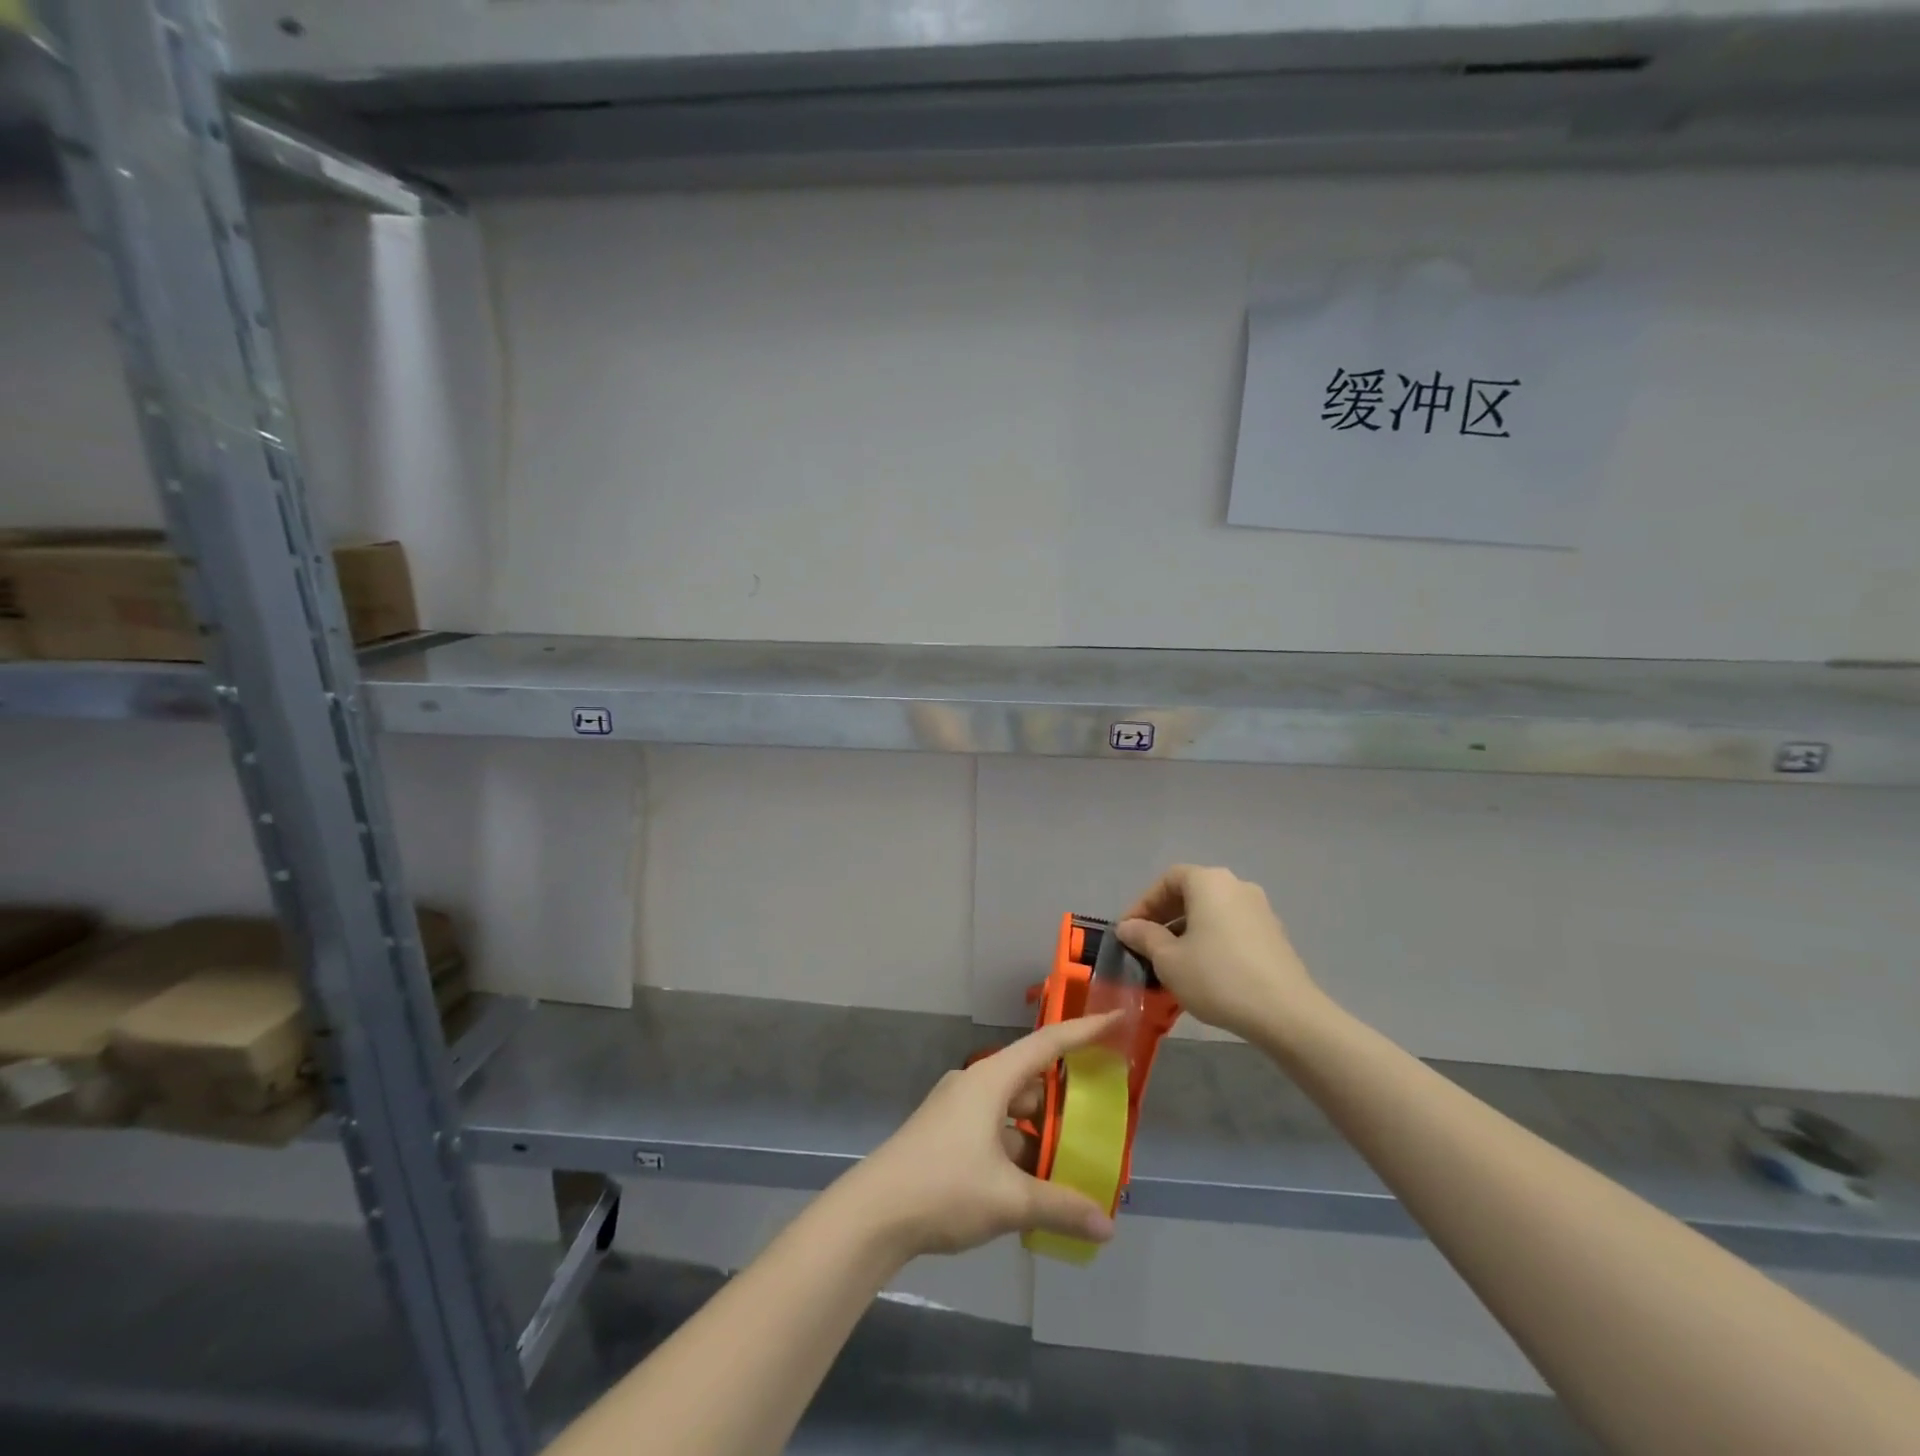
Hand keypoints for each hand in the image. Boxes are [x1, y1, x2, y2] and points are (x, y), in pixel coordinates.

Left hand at [837, 1012, 1124, 1260]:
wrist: (874, 1213)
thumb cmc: (945, 1188)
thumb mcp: (1009, 1200)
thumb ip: (1060, 1208)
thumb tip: (1106, 1227)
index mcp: (990, 1081)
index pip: (1047, 1044)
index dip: (1084, 1032)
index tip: (1115, 1020)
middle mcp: (974, 1085)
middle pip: (1030, 1081)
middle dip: (1064, 1100)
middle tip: (1099, 1119)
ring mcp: (956, 1109)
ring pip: (1011, 1111)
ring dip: (1039, 1132)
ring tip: (1071, 1161)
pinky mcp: (945, 1134)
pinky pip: (993, 1130)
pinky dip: (1017, 1149)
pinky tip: (1033, 1185)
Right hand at [1115, 865, 1323, 1041]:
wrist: (1286, 1013)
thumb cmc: (1218, 977)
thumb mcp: (1168, 960)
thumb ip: (1144, 937)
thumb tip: (1128, 927)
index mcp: (1209, 882)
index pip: (1168, 879)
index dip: (1144, 902)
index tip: (1129, 931)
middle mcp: (1236, 885)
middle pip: (1191, 892)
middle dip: (1165, 916)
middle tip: (1147, 944)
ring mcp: (1260, 909)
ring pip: (1212, 911)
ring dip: (1188, 929)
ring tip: (1173, 960)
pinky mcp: (1274, 934)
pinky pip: (1232, 927)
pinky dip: (1212, 939)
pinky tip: (1204, 969)